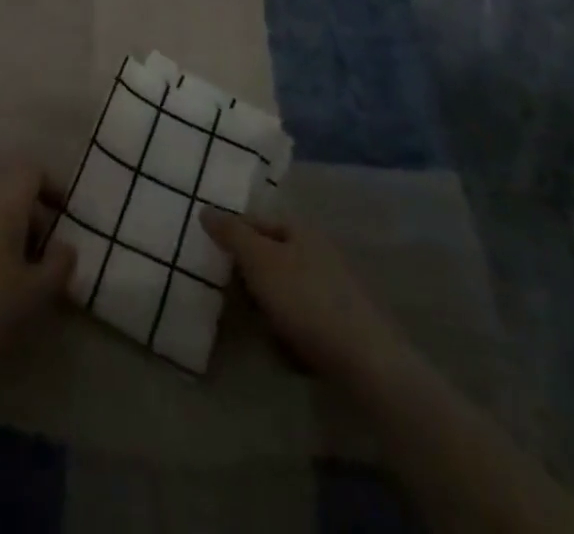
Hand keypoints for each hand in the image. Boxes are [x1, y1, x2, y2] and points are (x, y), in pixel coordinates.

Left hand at [0, 167, 77, 393]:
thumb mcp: (38, 293)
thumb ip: (60, 262)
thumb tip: (64, 245)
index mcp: (1, 202)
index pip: (31, 170)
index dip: (51, 186)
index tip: (63, 216)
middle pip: (6, 188)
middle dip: (27, 212)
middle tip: (40, 251)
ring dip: (0, 226)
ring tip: (9, 267)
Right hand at [201, 207, 411, 386]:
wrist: (368, 364)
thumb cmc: (307, 300)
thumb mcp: (260, 260)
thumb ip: (231, 233)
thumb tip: (205, 208)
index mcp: (301, 230)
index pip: (255, 221)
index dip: (232, 236)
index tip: (213, 259)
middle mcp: (318, 252)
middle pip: (269, 257)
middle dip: (248, 279)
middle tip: (232, 298)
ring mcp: (333, 290)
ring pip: (283, 292)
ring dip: (267, 310)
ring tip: (258, 329)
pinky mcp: (341, 326)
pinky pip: (302, 322)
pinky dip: (290, 334)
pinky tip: (285, 352)